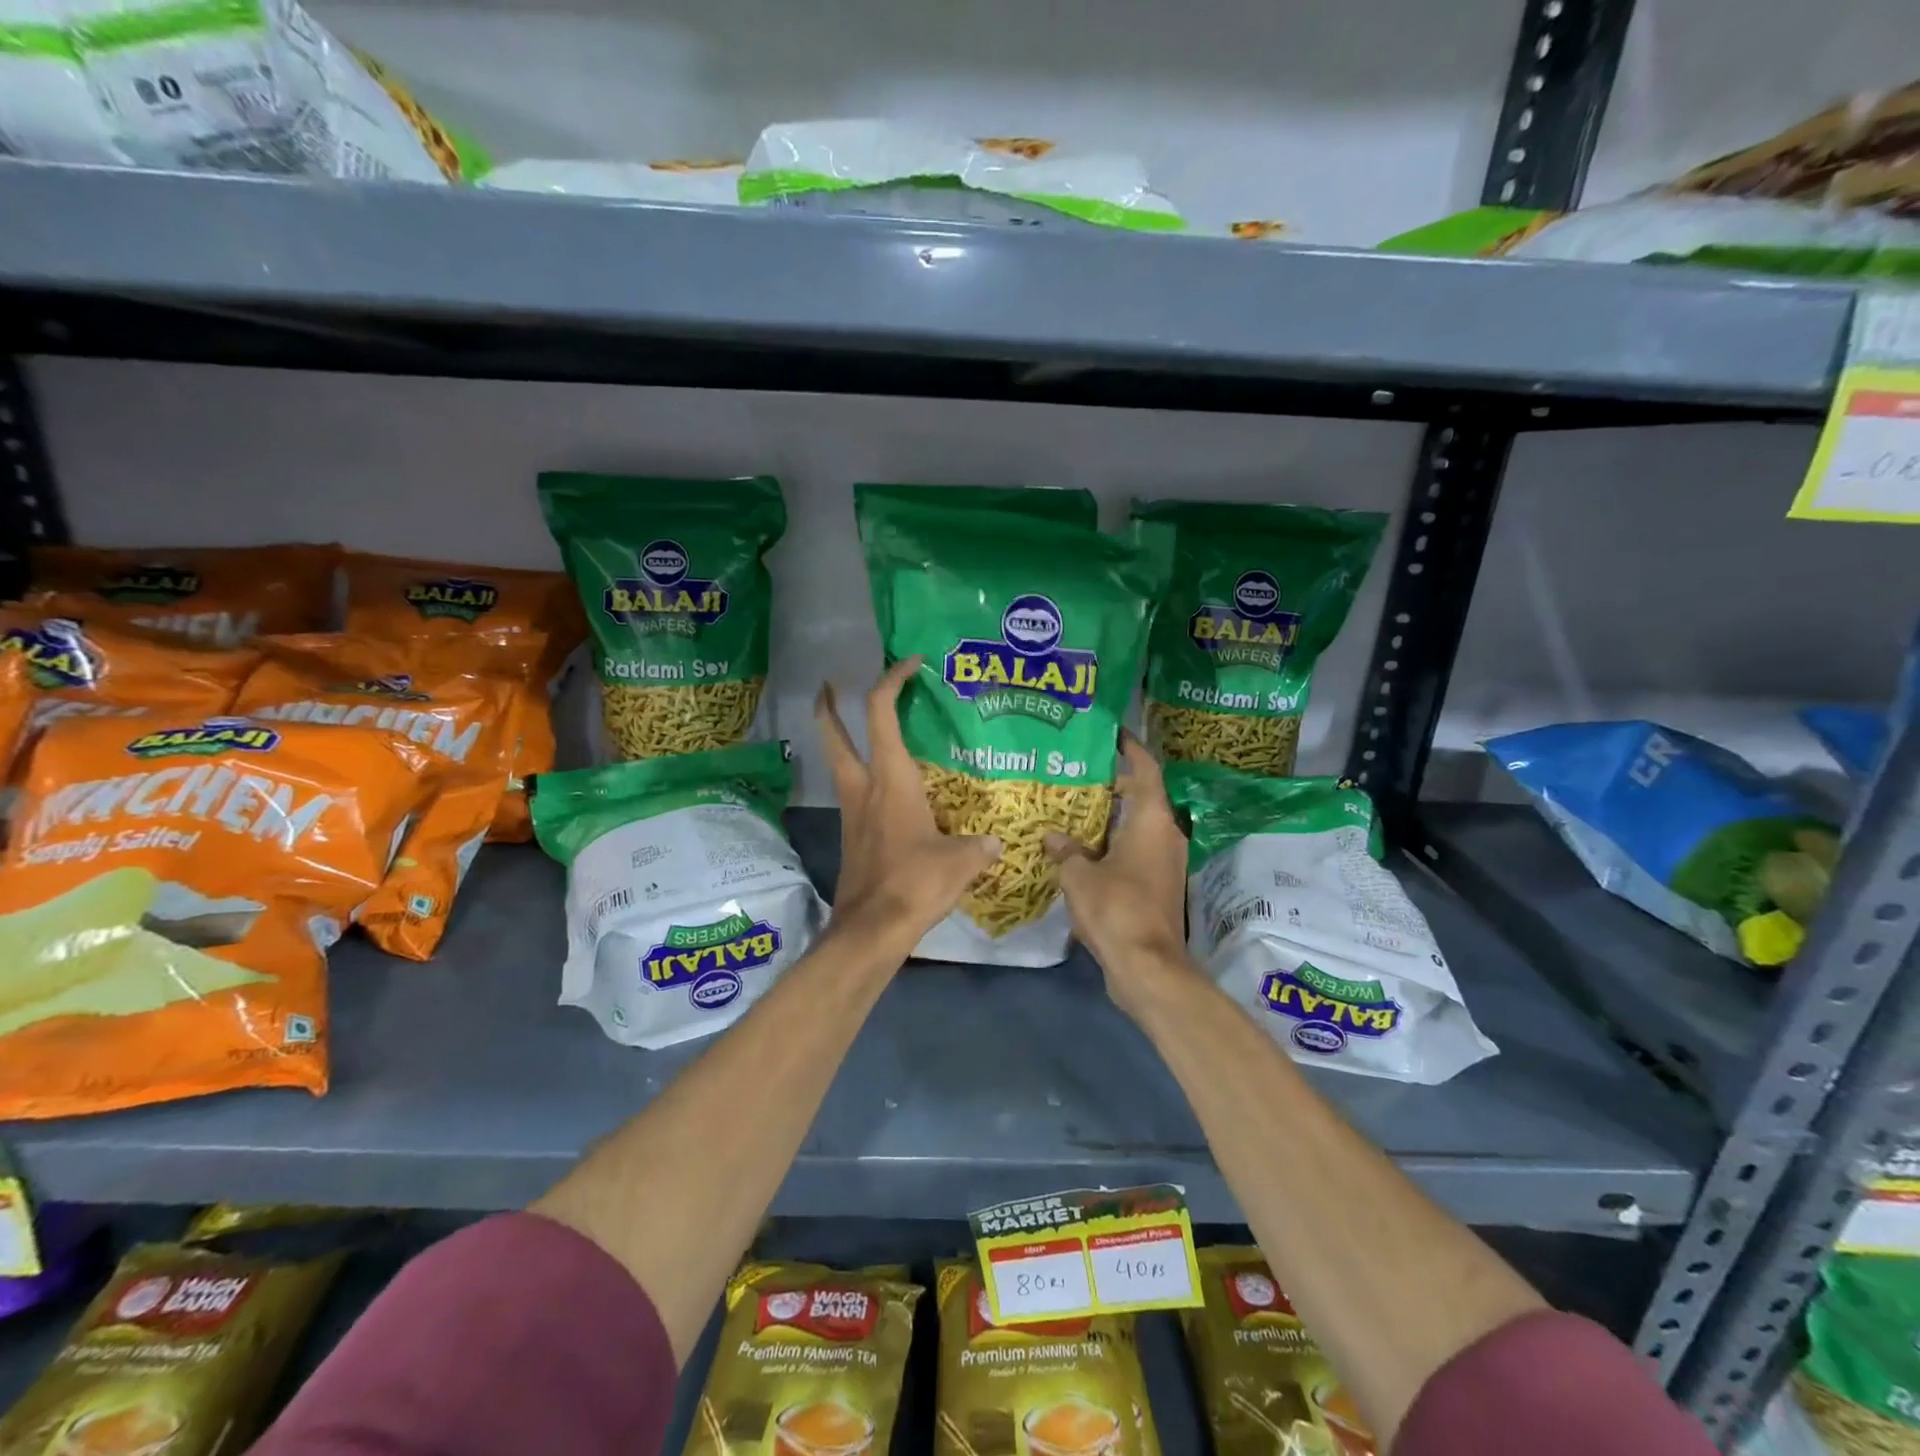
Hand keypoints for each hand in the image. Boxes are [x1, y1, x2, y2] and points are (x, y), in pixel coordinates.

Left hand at [816, 657, 1001, 955]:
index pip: (881, 712)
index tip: (911, 663)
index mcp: (891, 778)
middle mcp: (864, 787)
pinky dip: (863, 777)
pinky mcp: (853, 835)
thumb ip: (979, 846)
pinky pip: (854, 793)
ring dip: (841, 740)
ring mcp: (853, 812)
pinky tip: (890, 790)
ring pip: (838, 762)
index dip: (892, 679)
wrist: (871, 928)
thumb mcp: (960, 861)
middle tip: (831, 684)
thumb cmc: (915, 882)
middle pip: (833, 733)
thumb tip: (995, 843)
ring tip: (865, 731)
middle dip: (828, 705)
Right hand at [1045, 735, 1192, 1015]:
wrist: (1147, 966)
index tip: (1114, 734)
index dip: (1131, 749)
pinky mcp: (1160, 886)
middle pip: (1143, 797)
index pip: (1146, 770)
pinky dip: (1116, 844)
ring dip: (1114, 817)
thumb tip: (1053, 836)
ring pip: (1139, 827)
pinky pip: (1138, 851)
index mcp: (1151, 821)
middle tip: (1079, 773)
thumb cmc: (1115, 908)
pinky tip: (1086, 849)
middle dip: (1115, 784)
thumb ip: (1065, 850)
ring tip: (1077, 808)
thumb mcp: (1078, 876)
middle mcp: (1166, 835)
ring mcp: (1166, 862)